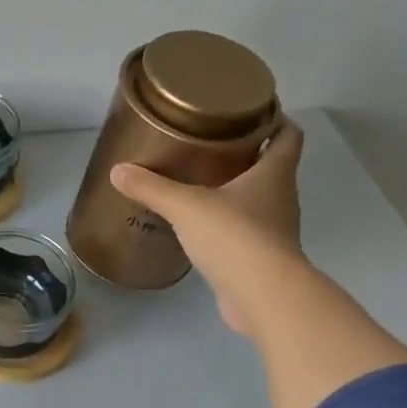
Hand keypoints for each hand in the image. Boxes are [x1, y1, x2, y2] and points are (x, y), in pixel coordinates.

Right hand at [109, 120, 307, 336]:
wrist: (263, 296)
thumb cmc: (235, 237)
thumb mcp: (186, 206)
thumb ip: (152, 188)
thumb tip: (118, 171)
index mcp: (274, 173)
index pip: (288, 134)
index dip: (275, 119)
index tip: (250, 111)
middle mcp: (281, 197)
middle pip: (271, 165)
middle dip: (246, 153)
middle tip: (209, 143)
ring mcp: (274, 230)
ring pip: (257, 199)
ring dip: (235, 189)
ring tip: (198, 181)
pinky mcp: (260, 257)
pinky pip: (244, 229)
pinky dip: (226, 222)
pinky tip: (198, 224)